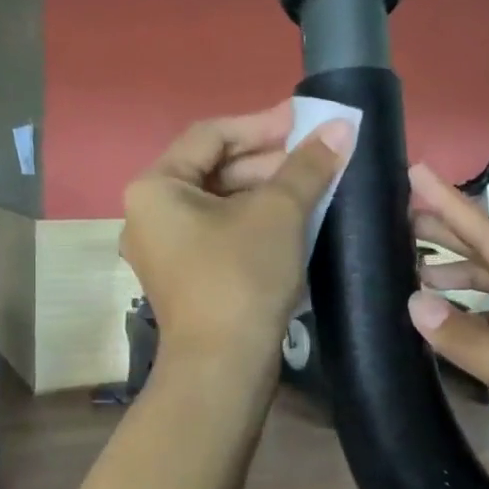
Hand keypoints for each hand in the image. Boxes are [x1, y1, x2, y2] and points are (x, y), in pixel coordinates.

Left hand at [121, 103, 354, 357]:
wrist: (222, 368)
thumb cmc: (241, 277)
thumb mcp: (278, 213)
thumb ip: (307, 166)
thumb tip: (340, 126)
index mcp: (155, 188)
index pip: (211, 136)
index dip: (262, 124)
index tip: (306, 120)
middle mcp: (148, 214)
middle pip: (213, 169)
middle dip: (268, 160)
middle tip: (317, 154)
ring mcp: (164, 250)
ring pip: (219, 203)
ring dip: (265, 191)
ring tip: (314, 185)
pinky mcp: (184, 277)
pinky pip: (219, 233)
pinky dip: (254, 221)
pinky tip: (294, 219)